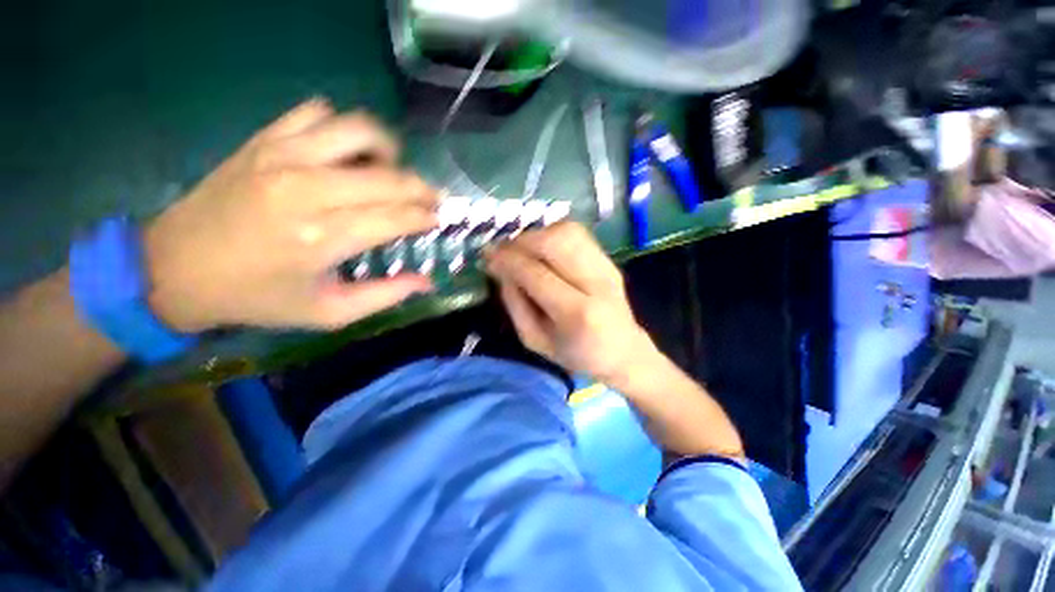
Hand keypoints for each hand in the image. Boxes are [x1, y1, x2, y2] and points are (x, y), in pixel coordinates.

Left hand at [144, 99, 438, 331]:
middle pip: (388, 175)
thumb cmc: (258, 297)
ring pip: (358, 131)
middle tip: (430, 198)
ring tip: (389, 171)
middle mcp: (306, 189)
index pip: (396, 216)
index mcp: (323, 238)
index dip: (425, 216)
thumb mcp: (328, 313)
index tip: (437, 219)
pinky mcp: (263, 140)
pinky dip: (341, 129)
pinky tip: (344, 154)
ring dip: (387, 150)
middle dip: (421, 187)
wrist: (175, 267)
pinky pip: (317, 113)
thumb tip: (427, 281)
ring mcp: (281, 156)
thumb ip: (385, 296)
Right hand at [484, 222, 660, 386]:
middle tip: (503, 252)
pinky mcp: (608, 259)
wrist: (623, 351)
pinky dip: (552, 234)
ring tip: (521, 250)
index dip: (508, 260)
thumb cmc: (576, 354)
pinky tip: (542, 249)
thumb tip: (501, 270)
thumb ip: (515, 305)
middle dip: (521, 242)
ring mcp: (606, 267)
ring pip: (567, 231)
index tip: (488, 257)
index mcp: (577, 314)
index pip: (536, 274)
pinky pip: (576, 233)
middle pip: (555, 242)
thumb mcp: (535, 341)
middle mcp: (596, 283)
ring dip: (536, 235)